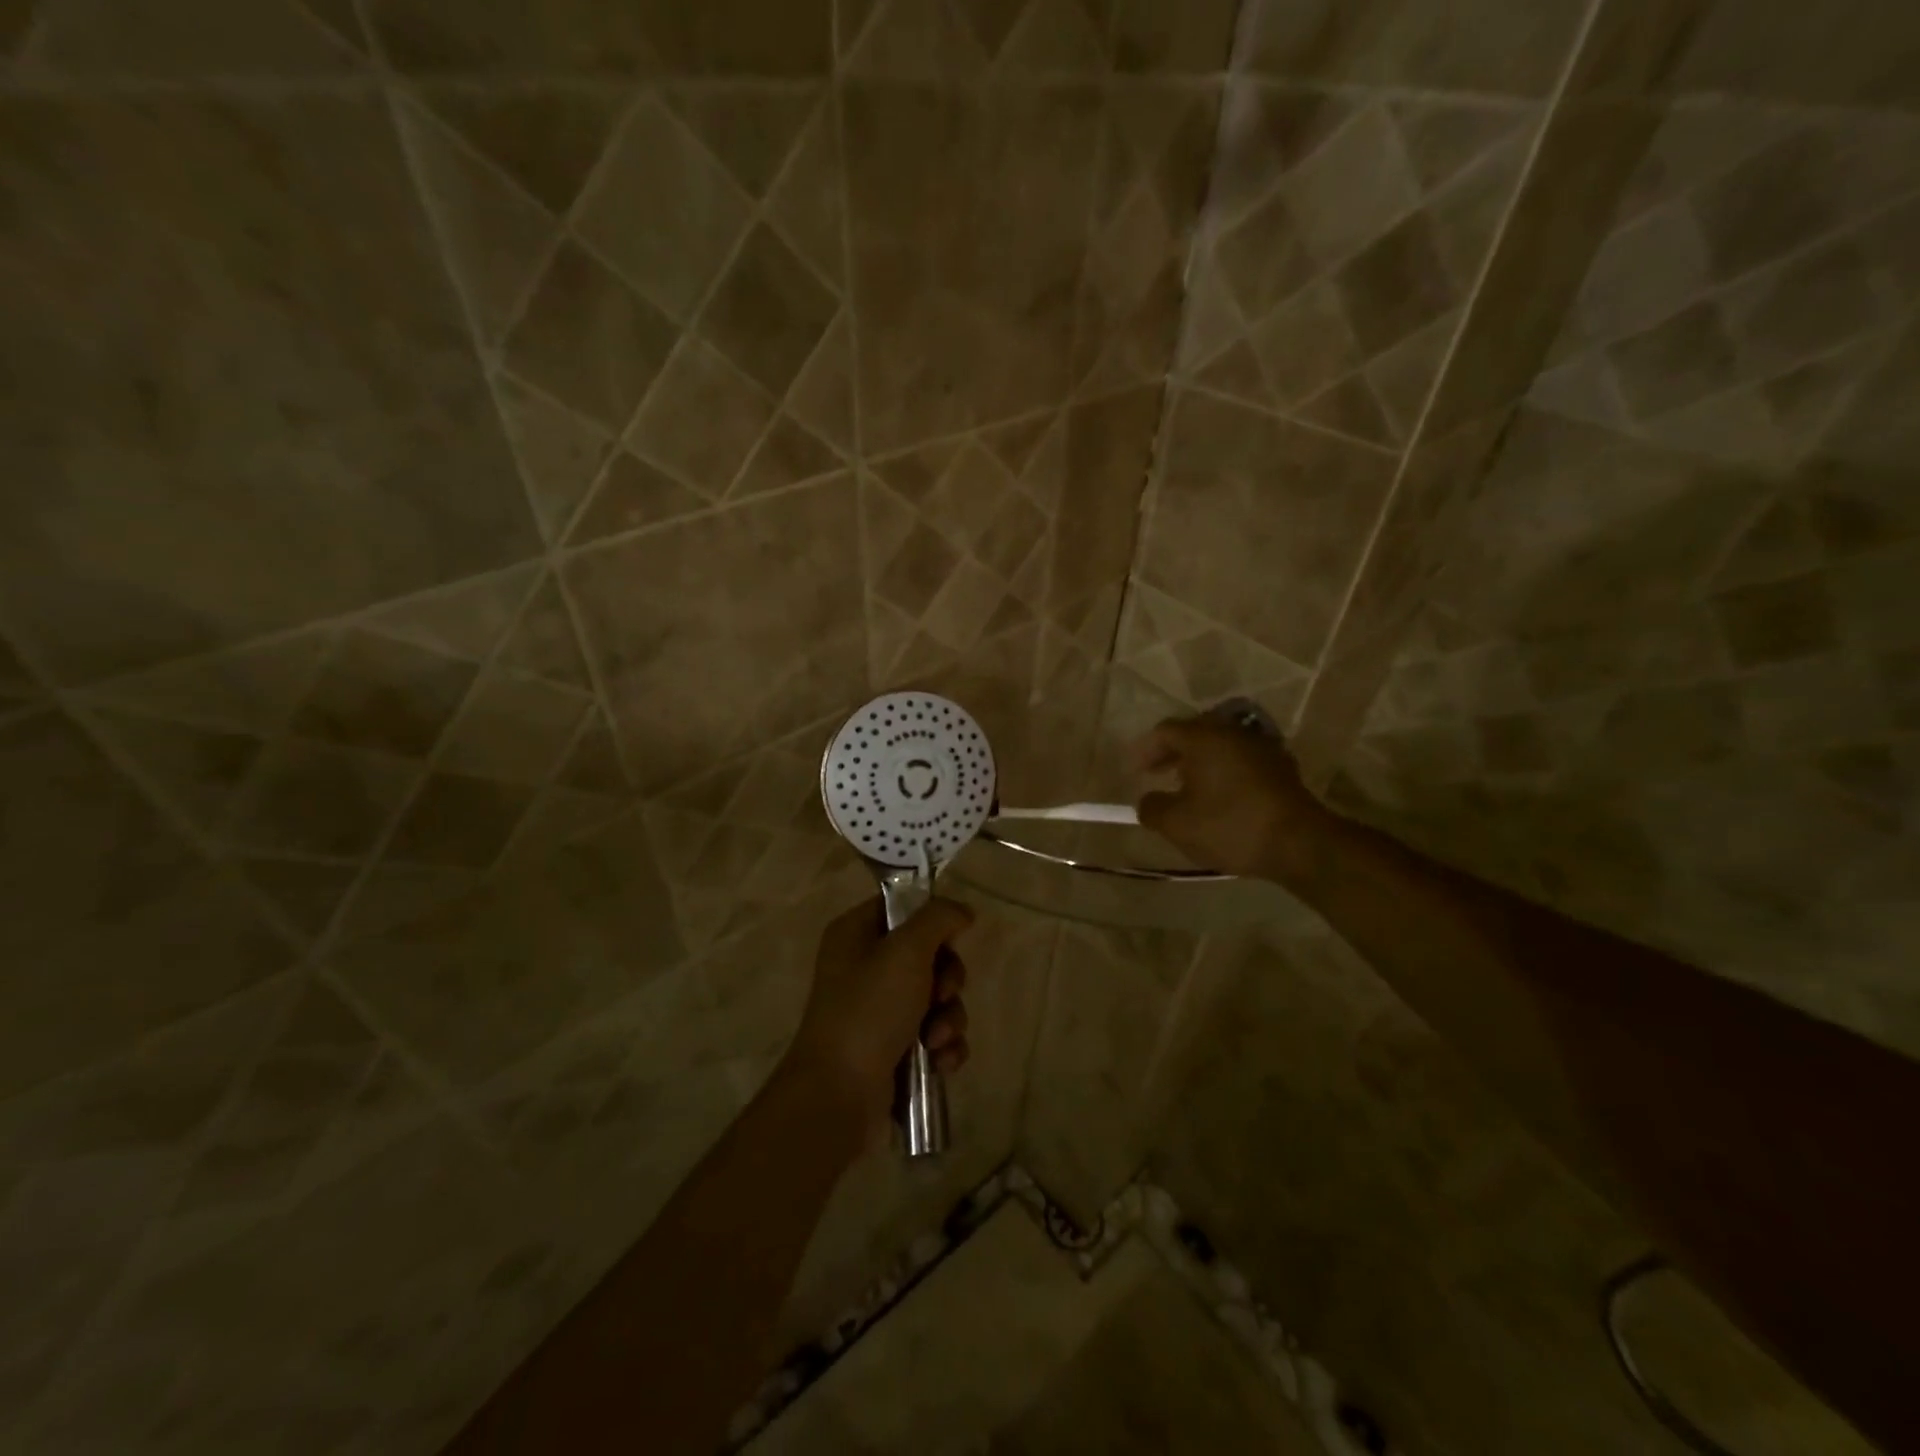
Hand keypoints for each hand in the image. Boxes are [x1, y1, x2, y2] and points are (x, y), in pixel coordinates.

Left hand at [786, 897, 974, 1147]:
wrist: (838, 1094)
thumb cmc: (869, 1010)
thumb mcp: (906, 951)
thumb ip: (938, 919)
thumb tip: (961, 911)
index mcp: (855, 933)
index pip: (902, 907)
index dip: (932, 921)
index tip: (951, 939)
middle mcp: (864, 967)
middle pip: (929, 955)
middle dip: (947, 979)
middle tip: (941, 994)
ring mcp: (877, 1010)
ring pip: (937, 998)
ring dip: (949, 1018)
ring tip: (935, 1040)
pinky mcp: (892, 1048)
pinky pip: (933, 1034)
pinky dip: (943, 1047)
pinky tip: (940, 1063)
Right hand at [1130, 715, 1335, 881]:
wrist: (1299, 843)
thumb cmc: (1230, 826)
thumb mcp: (1177, 824)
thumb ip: (1151, 808)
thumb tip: (1146, 801)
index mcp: (1205, 737)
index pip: (1165, 731)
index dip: (1145, 750)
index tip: (1135, 773)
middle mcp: (1233, 732)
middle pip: (1194, 733)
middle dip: (1172, 753)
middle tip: (1158, 775)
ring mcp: (1261, 747)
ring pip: (1220, 746)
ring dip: (1199, 763)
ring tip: (1187, 789)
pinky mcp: (1281, 767)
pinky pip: (1241, 760)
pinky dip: (1223, 772)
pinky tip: (1220, 798)